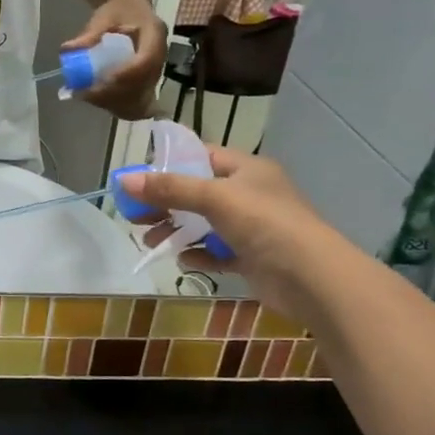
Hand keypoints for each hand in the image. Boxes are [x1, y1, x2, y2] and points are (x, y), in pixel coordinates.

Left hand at [65, 0, 166, 118]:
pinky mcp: (147, 83)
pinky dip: (118, 106)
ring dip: (114, 102)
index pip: (146, 60)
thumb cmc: (118, 11)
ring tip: (87, 97)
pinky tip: (97, 101)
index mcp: (155, 34)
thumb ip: (90, 33)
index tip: (101, 81)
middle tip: (85, 93)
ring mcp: (156, 72)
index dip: (126, 74)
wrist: (131, 9)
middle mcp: (160, 56)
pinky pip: (137, 103)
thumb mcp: (103, 16)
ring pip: (140, 98)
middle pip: (143, 84)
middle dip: (114, 93)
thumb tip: (68, 49)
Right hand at [121, 147, 338, 327]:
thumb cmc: (264, 223)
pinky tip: (184, 260)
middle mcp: (248, 194)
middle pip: (196, 192)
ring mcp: (250, 227)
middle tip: (134, 215)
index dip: (168, 164)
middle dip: (164, 203)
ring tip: (149, 241)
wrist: (311, 277)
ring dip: (175, 230)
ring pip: (202, 223)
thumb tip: (123, 179)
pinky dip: (198, 254)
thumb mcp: (213, 198)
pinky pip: (215, 252)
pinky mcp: (250, 257)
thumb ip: (169, 188)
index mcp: (246, 169)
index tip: (138, 178)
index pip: (200, 156)